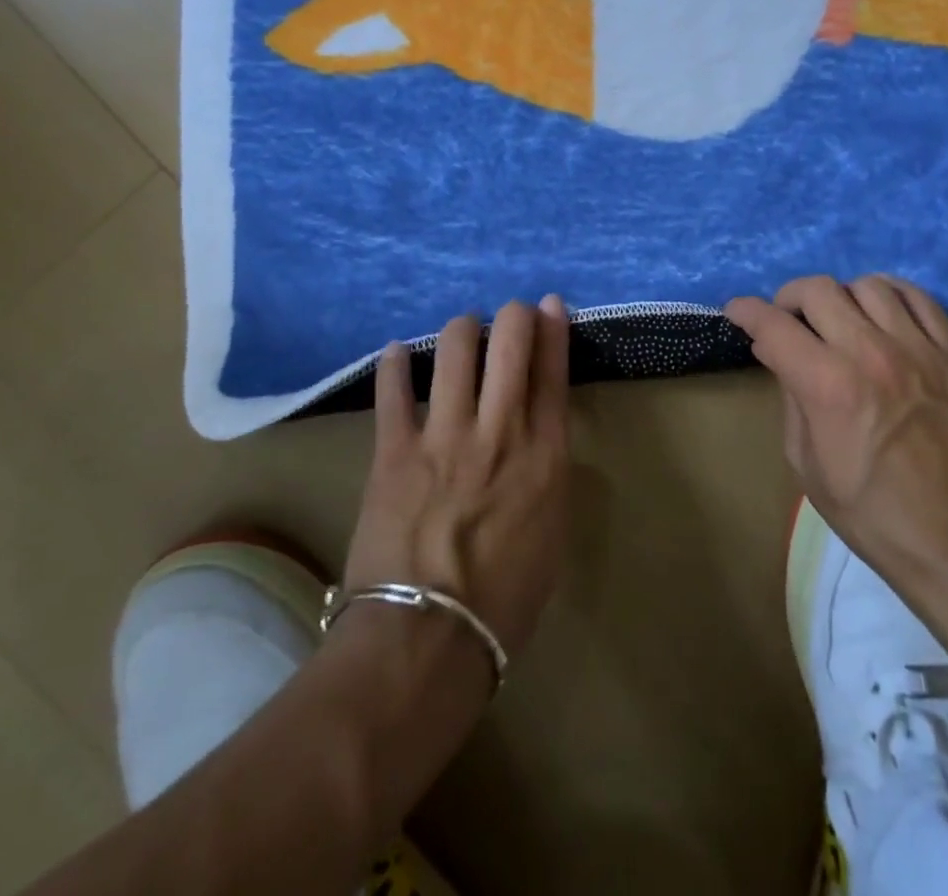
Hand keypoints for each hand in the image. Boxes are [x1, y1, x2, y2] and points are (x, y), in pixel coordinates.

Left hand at [343, 296, 571, 659]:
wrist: (427, 643)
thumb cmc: (503, 603)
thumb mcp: (550, 535)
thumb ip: (546, 477)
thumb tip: (535, 442)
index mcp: (545, 456)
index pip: (553, 372)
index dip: (551, 329)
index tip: (547, 305)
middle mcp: (500, 432)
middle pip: (510, 343)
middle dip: (512, 315)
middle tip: (507, 314)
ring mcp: (445, 436)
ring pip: (456, 349)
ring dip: (462, 329)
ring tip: (462, 332)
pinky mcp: (395, 450)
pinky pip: (393, 390)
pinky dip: (395, 364)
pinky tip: (397, 351)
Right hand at [727, 275, 947, 581]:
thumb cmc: (871, 514)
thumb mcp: (807, 465)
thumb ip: (790, 399)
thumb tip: (776, 353)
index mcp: (828, 385)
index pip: (774, 325)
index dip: (746, 311)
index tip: (736, 312)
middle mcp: (870, 353)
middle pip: (817, 290)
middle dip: (788, 298)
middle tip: (785, 320)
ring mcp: (918, 349)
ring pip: (867, 285)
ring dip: (840, 296)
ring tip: (837, 320)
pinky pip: (919, 298)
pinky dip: (891, 294)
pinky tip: (881, 312)